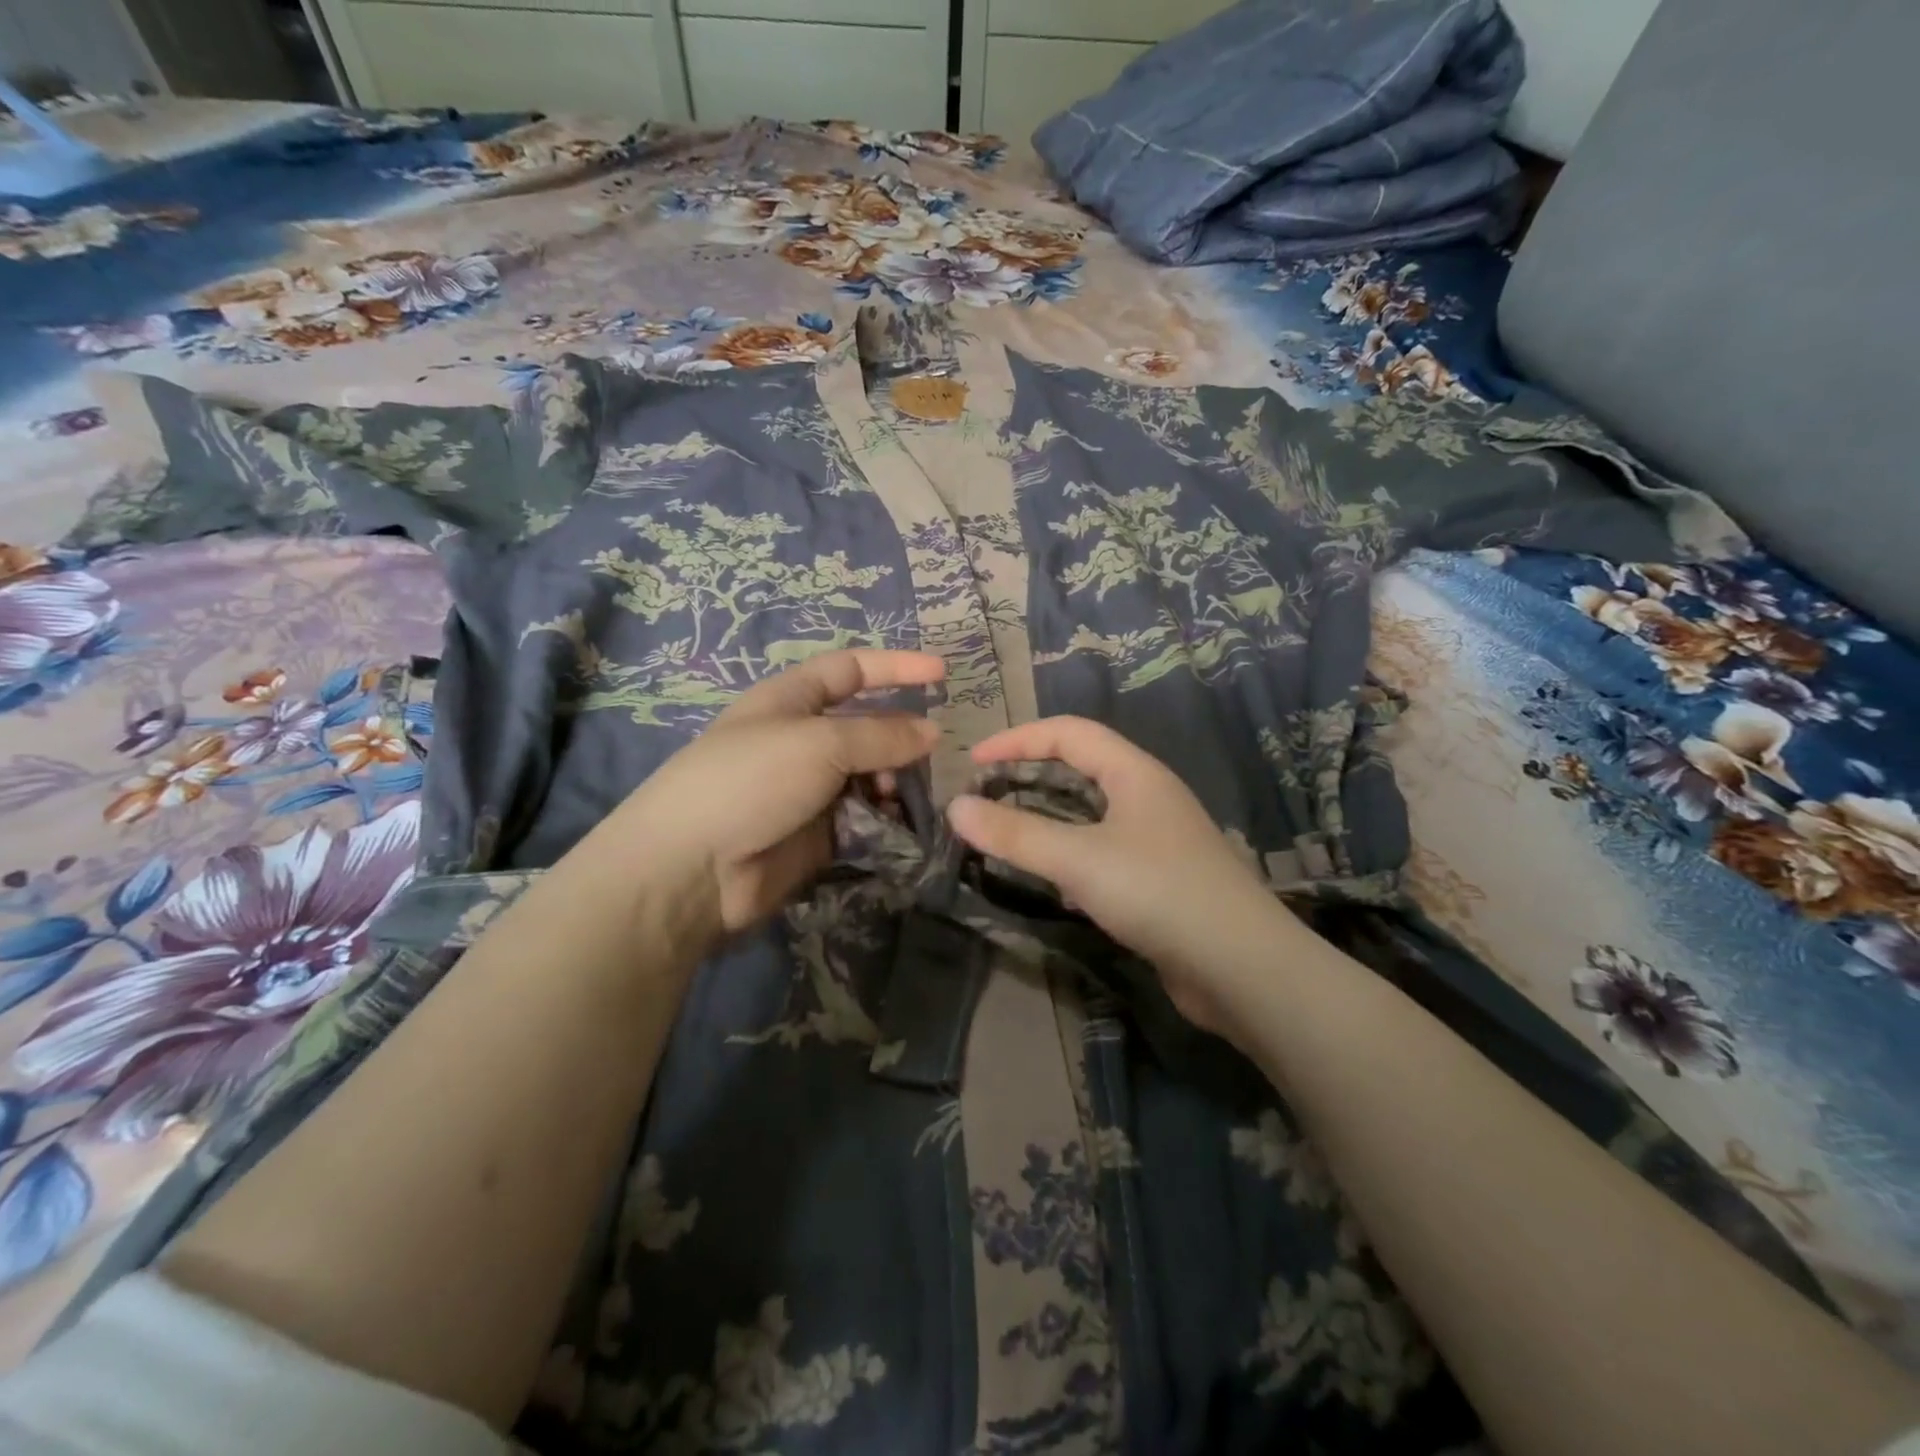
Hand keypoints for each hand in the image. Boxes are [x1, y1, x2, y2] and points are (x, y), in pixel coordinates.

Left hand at [616, 649, 943, 943]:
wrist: (693, 870)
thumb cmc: (751, 781)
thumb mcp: (819, 743)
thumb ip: (881, 735)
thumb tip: (931, 733)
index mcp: (790, 700)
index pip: (850, 670)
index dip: (895, 666)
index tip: (942, 673)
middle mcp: (801, 740)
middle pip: (865, 726)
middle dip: (900, 736)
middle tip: (931, 755)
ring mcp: (808, 789)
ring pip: (869, 775)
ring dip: (893, 781)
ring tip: (903, 797)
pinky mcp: (816, 834)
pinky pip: (862, 817)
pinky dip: (883, 818)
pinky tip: (896, 825)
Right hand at [946, 716, 1285, 1036]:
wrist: (1242, 968)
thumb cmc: (1159, 893)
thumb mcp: (1078, 859)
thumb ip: (1015, 833)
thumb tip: (955, 808)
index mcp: (1135, 773)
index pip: (1069, 732)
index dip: (1017, 739)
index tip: (973, 763)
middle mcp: (1149, 796)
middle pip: (1081, 767)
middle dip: (1030, 774)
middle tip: (985, 796)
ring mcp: (1158, 838)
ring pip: (1091, 812)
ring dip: (1048, 815)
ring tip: (1007, 832)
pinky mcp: (1159, 878)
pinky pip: (1102, 849)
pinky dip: (1069, 851)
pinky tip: (1050, 878)